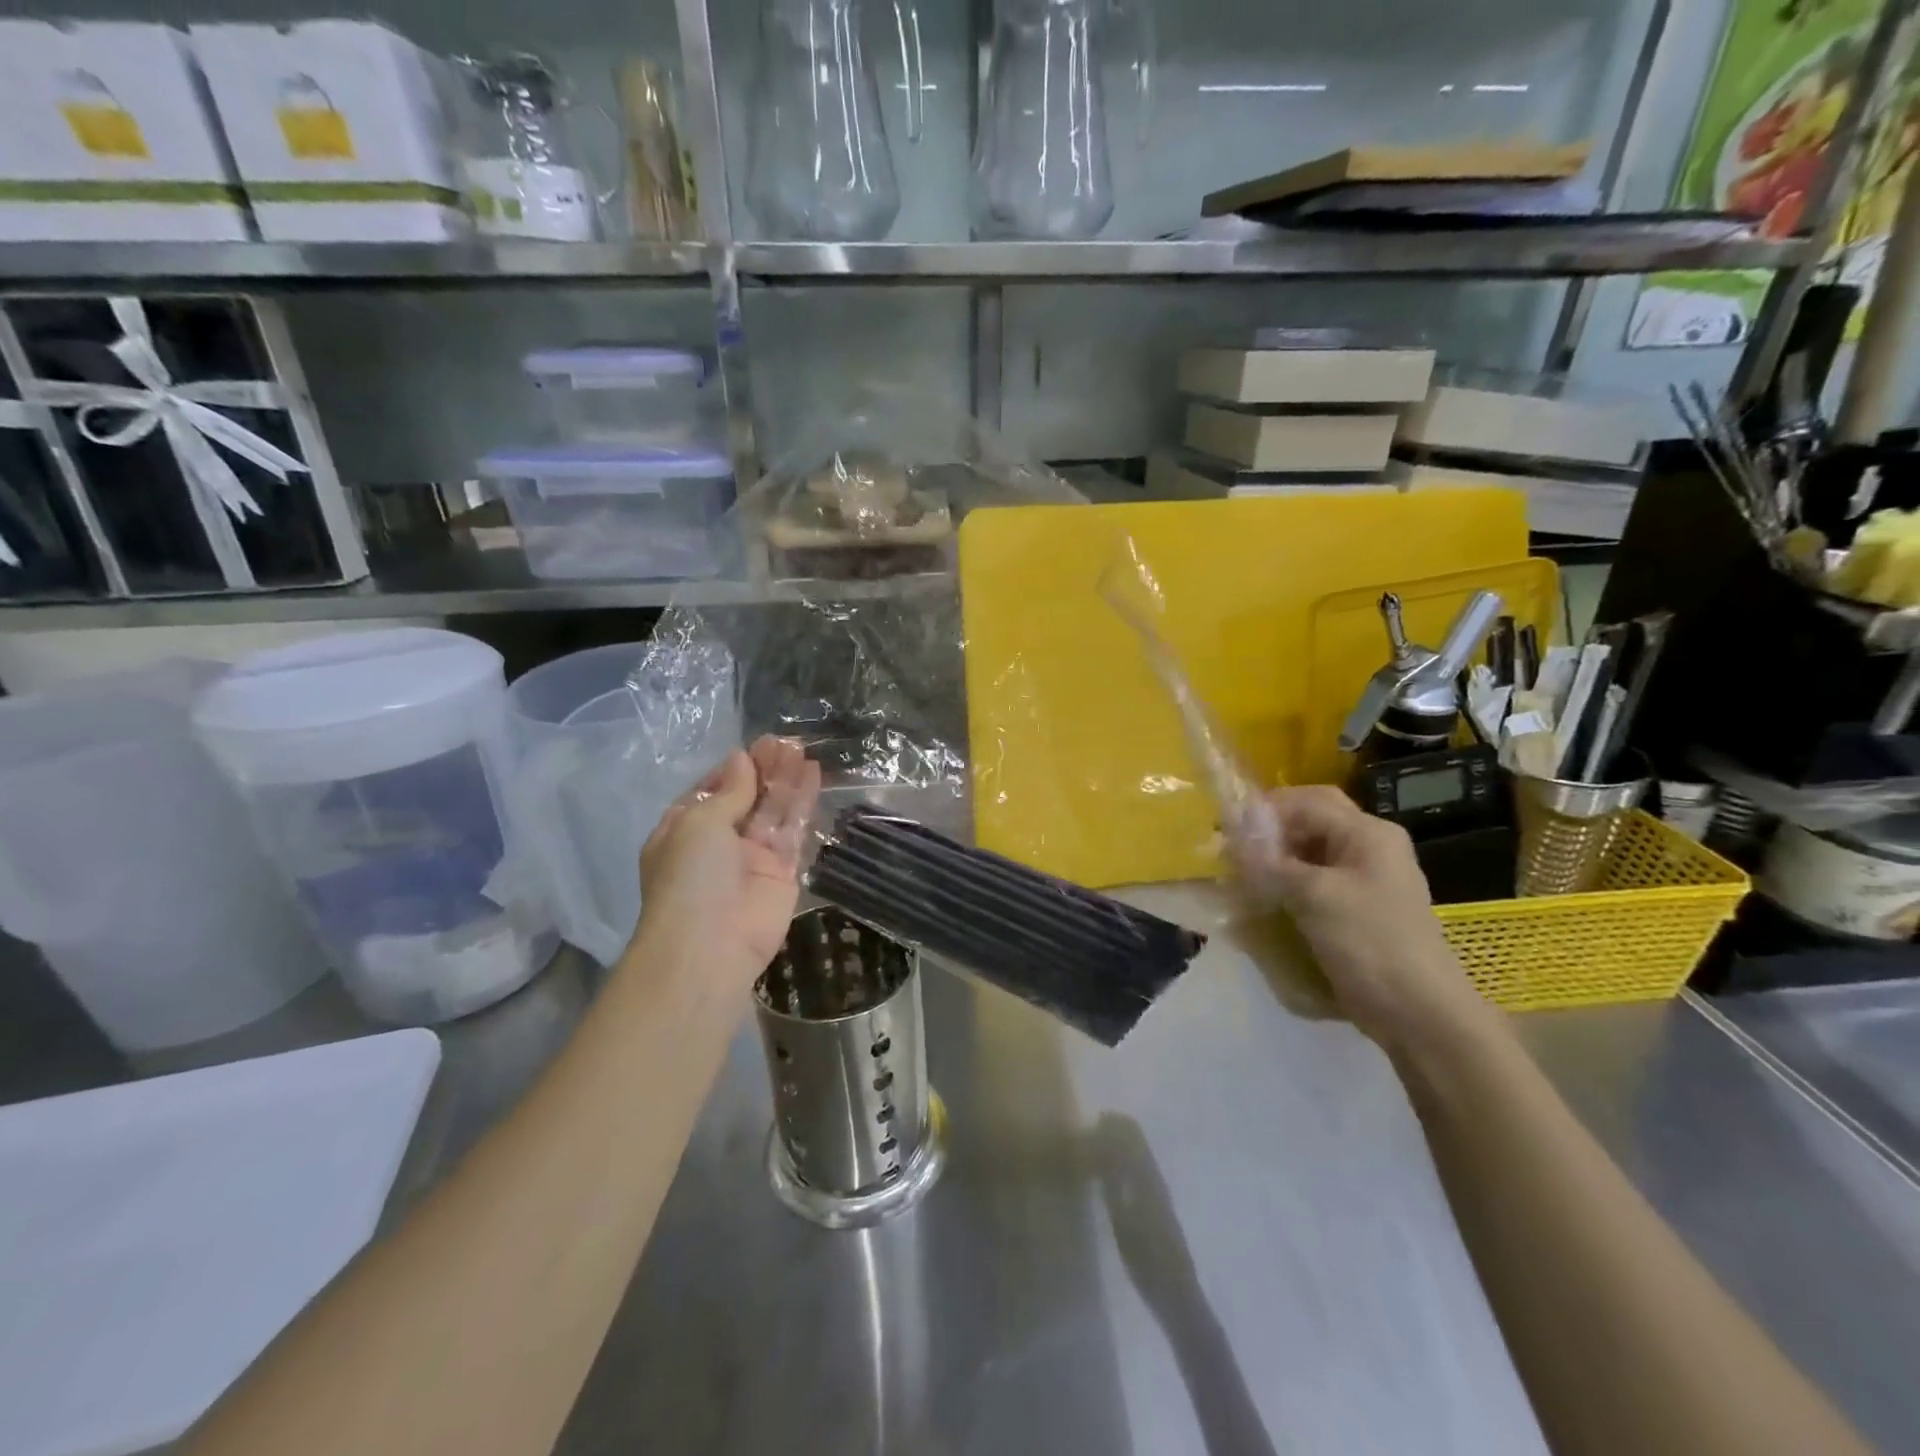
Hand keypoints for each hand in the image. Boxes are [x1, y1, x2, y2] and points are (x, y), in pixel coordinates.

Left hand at [636, 736, 822, 988]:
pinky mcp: (783, 872)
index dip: (734, 769)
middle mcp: (718, 842)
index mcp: (685, 830)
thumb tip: (742, 759)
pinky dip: (802, 803)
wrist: (709, 947)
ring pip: (772, 810)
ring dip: (786, 780)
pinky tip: (813, 774)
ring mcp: (752, 858)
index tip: (757, 745)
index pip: (712, 791)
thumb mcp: (699, 823)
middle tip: (786, 742)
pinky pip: (794, 831)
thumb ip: (729, 791)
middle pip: (746, 797)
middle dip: (764, 769)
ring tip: (802, 748)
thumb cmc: (690, 877)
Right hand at [1230, 785, 1497, 1053]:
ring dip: (1273, 859)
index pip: (1306, 801)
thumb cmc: (1371, 943)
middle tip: (1232, 849)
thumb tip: (1231, 834)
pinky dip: (1285, 885)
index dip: (1263, 809)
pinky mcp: (1354, 909)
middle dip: (1268, 832)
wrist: (1419, 1014)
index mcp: (1367, 833)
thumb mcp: (1315, 896)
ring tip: (1239, 876)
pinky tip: (1261, 901)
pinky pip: (1313, 882)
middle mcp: (1368, 847)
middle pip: (1308, 823)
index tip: (1225, 829)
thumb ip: (1270, 861)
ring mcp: (1363, 880)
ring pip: (1308, 853)